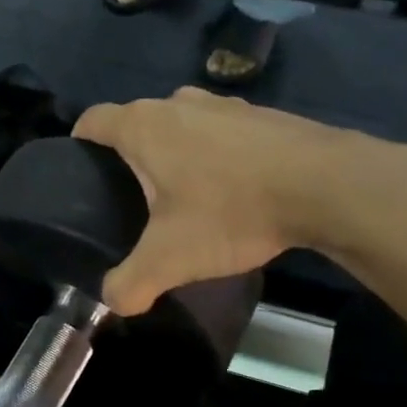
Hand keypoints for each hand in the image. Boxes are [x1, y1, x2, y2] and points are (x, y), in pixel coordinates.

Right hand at [73, 88, 378, 314]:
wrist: (328, 186)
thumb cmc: (231, 211)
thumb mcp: (170, 259)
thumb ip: (130, 283)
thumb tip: (112, 302)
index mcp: (143, 127)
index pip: (93, 120)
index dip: (78, 142)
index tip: (79, 171)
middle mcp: (177, 103)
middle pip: (136, 121)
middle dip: (128, 152)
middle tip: (132, 195)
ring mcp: (224, 104)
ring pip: (180, 122)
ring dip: (174, 149)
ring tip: (182, 192)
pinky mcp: (262, 114)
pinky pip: (220, 130)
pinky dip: (215, 151)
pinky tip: (232, 187)